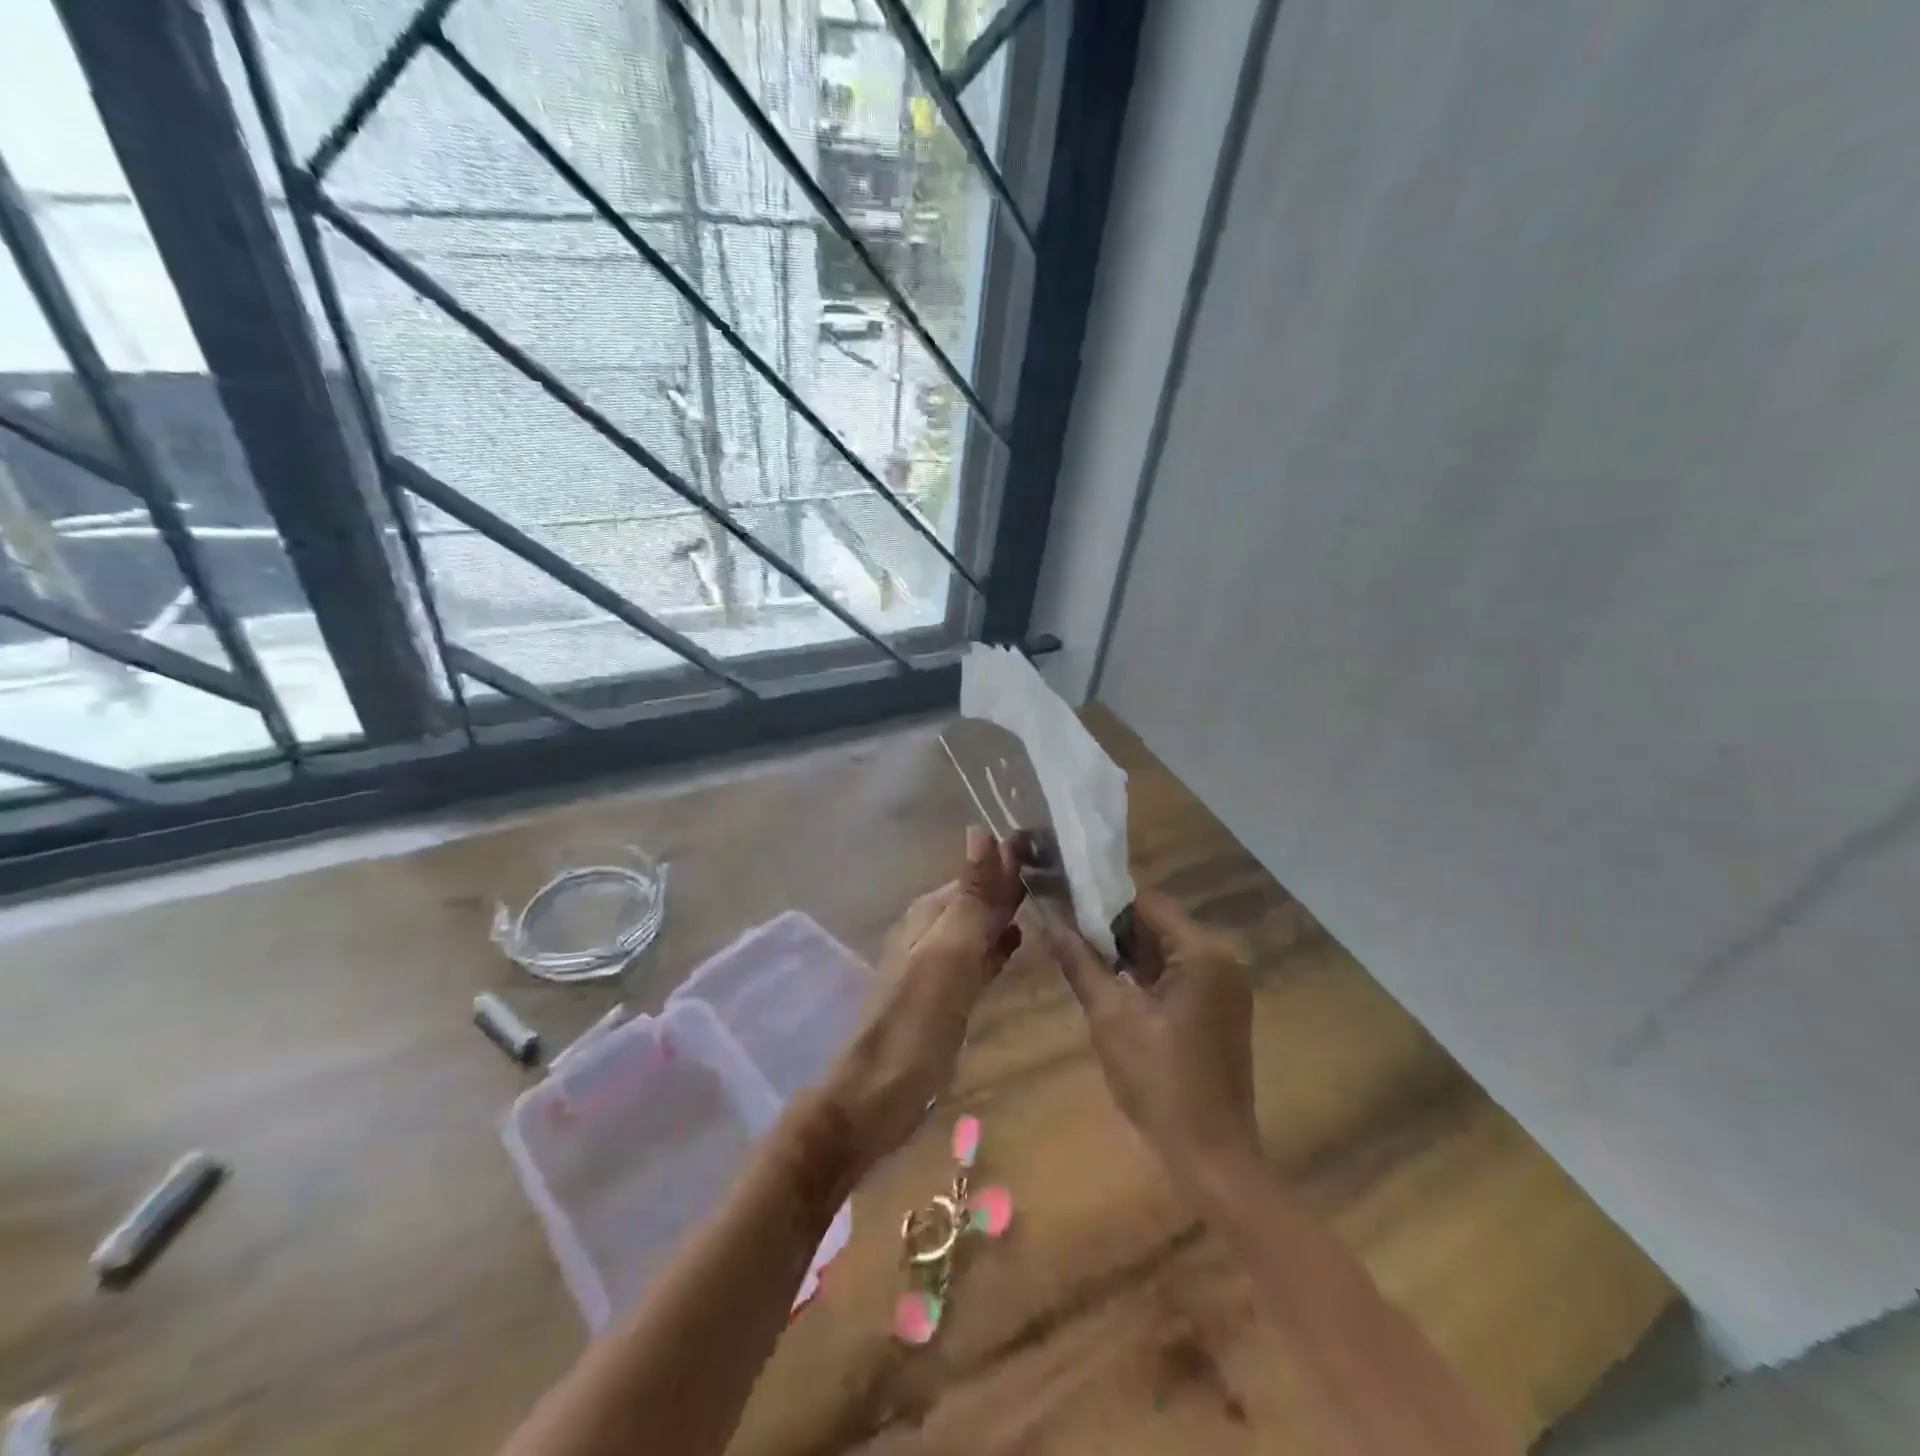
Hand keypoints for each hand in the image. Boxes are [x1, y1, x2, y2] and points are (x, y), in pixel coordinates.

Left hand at [824, 828, 1025, 1169]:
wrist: (878, 1094)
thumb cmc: (917, 1020)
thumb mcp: (949, 952)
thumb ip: (971, 896)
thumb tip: (981, 829)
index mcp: (931, 912)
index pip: (979, 872)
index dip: (1012, 859)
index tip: (1056, 845)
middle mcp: (933, 929)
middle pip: (980, 897)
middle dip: (1014, 884)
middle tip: (1065, 871)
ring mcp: (939, 963)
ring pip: (981, 926)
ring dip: (1009, 913)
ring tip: (1054, 901)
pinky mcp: (947, 994)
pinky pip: (979, 957)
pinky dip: (999, 946)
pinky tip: (1019, 943)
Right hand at [1044, 890, 1258, 1183]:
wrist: (1211, 1157)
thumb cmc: (1159, 1082)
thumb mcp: (1110, 1017)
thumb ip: (1080, 962)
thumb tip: (1048, 920)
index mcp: (1203, 953)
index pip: (1147, 903)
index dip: (1103, 901)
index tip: (1064, 905)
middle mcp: (1221, 960)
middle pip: (1157, 925)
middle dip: (1111, 929)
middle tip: (1065, 932)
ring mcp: (1224, 986)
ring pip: (1165, 951)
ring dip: (1125, 954)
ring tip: (1078, 954)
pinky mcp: (1219, 1010)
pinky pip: (1176, 976)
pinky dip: (1144, 977)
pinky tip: (1110, 985)